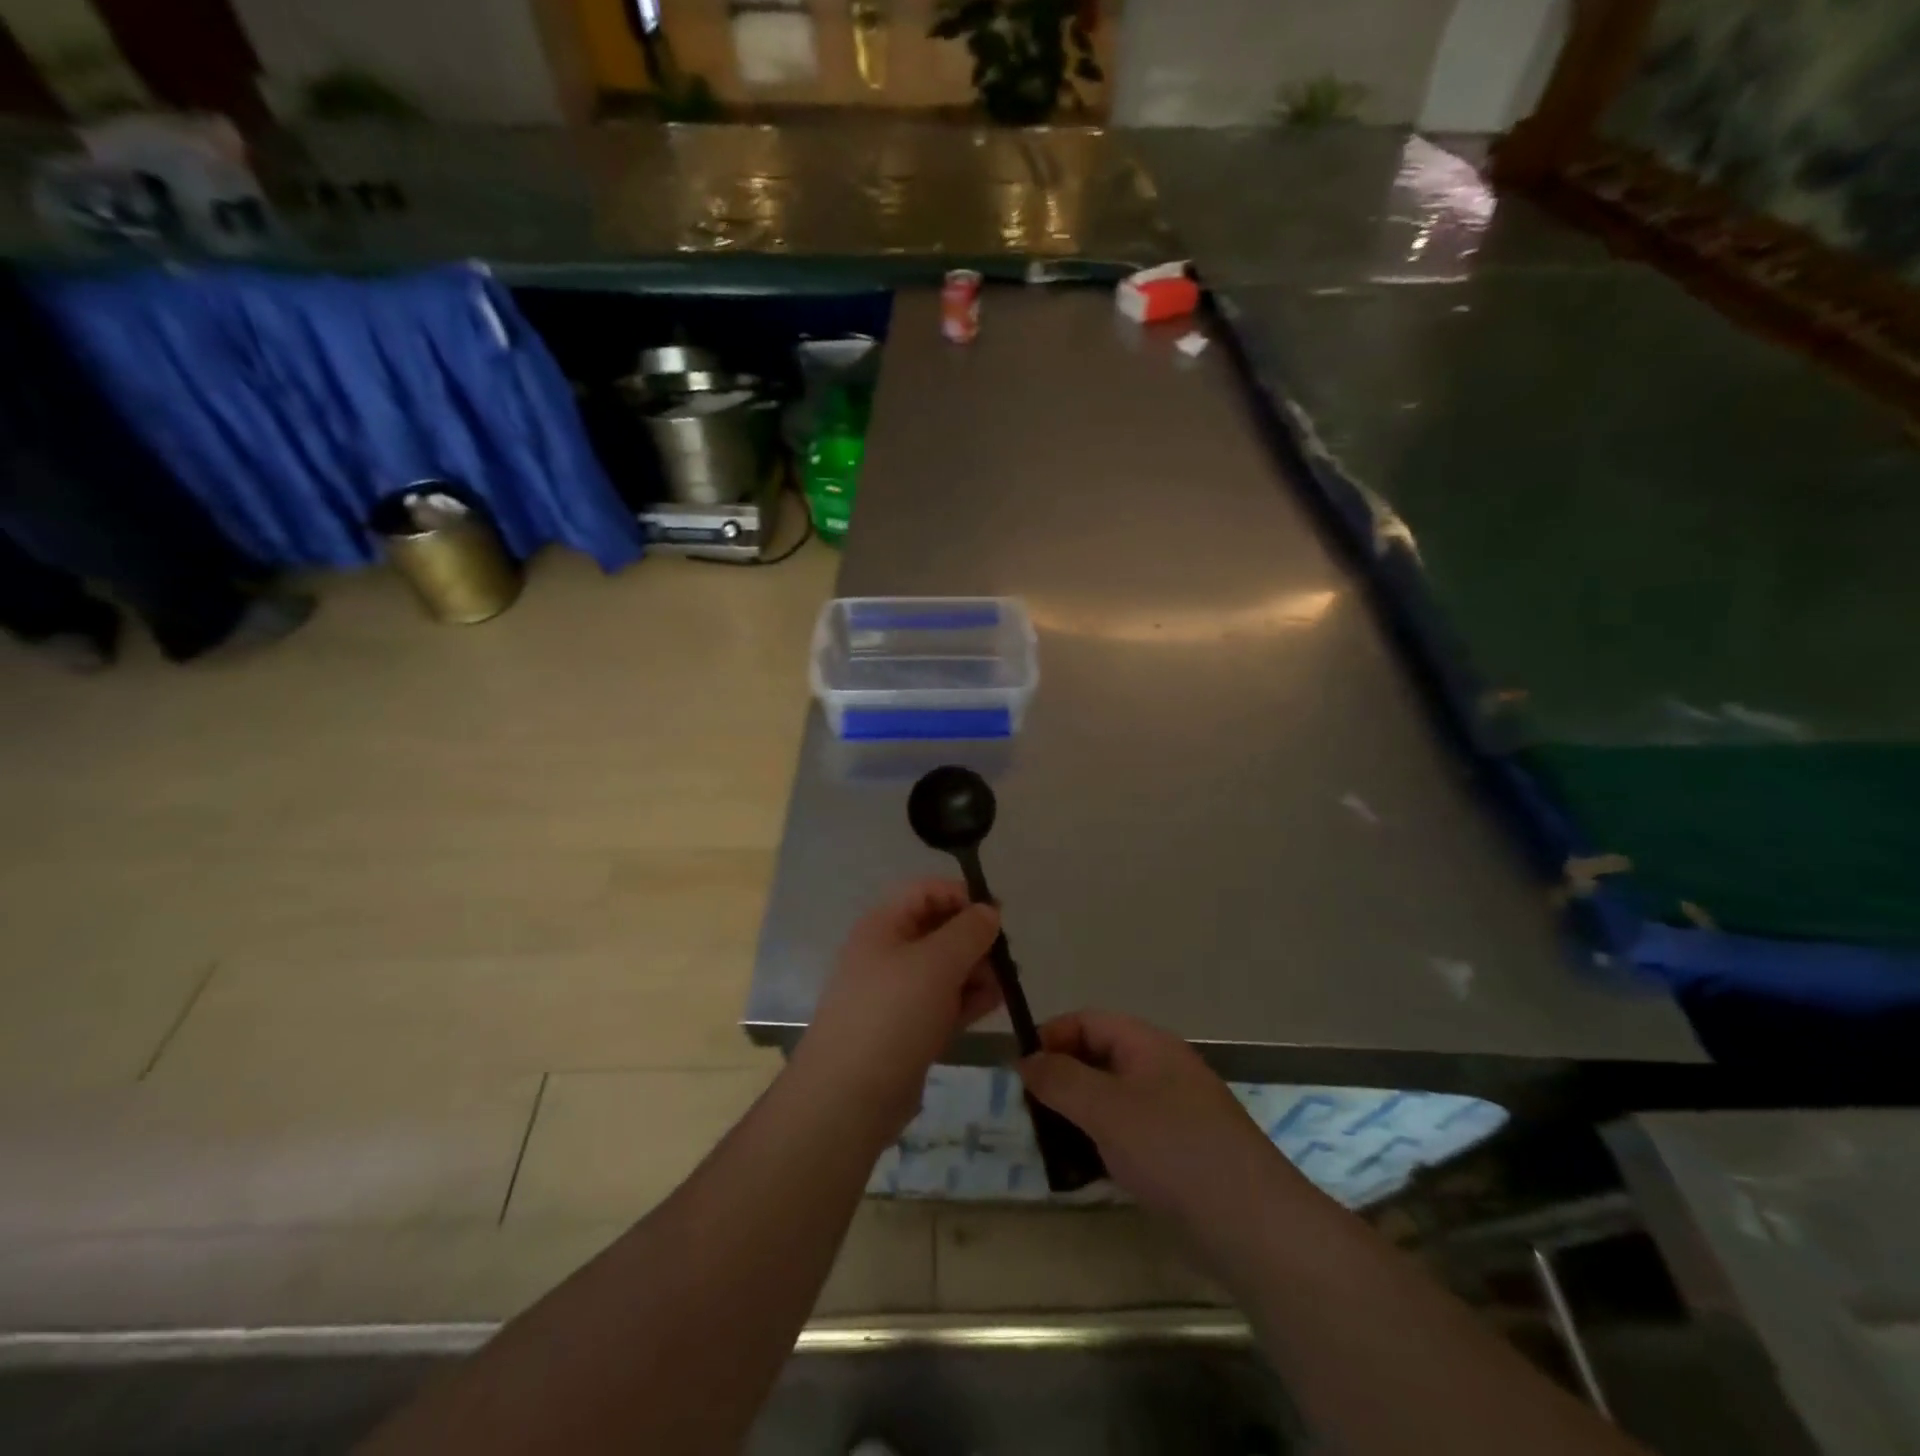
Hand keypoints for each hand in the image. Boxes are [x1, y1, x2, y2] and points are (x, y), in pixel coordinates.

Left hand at [793, 879, 1003, 1144]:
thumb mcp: (936, 963)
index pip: (926, 892)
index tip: (998, 916)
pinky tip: (992, 1005)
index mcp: (884, 926)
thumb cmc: (893, 1013)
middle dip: (975, 939)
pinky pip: (943, 1001)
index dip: (962, 897)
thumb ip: (968, 931)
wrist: (850, 1096)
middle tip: (1006, 958)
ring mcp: (897, 993)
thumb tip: (989, 911)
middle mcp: (888, 953)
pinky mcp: (908, 1028)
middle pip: (938, 930)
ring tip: (1004, 986)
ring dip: (976, 971)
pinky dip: (967, 999)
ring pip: (945, 968)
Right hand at [1019, 1010, 1295, 1224]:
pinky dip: (1100, 1146)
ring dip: (1077, 1117)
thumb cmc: (1172, 1150)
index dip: (1051, 1037)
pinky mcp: (1177, 1154)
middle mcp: (1160, 1070)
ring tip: (1049, 1147)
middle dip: (1061, 1081)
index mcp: (1147, 1045)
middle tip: (1030, 1113)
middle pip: (1097, 1059)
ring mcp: (1171, 1113)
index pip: (1088, 1021)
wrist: (1252, 1225)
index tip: (1020, 1071)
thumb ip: (1060, 1080)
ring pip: (1110, 1101)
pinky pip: (1126, 1135)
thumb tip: (1026, 1060)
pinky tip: (1083, 1174)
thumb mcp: (1106, 1108)